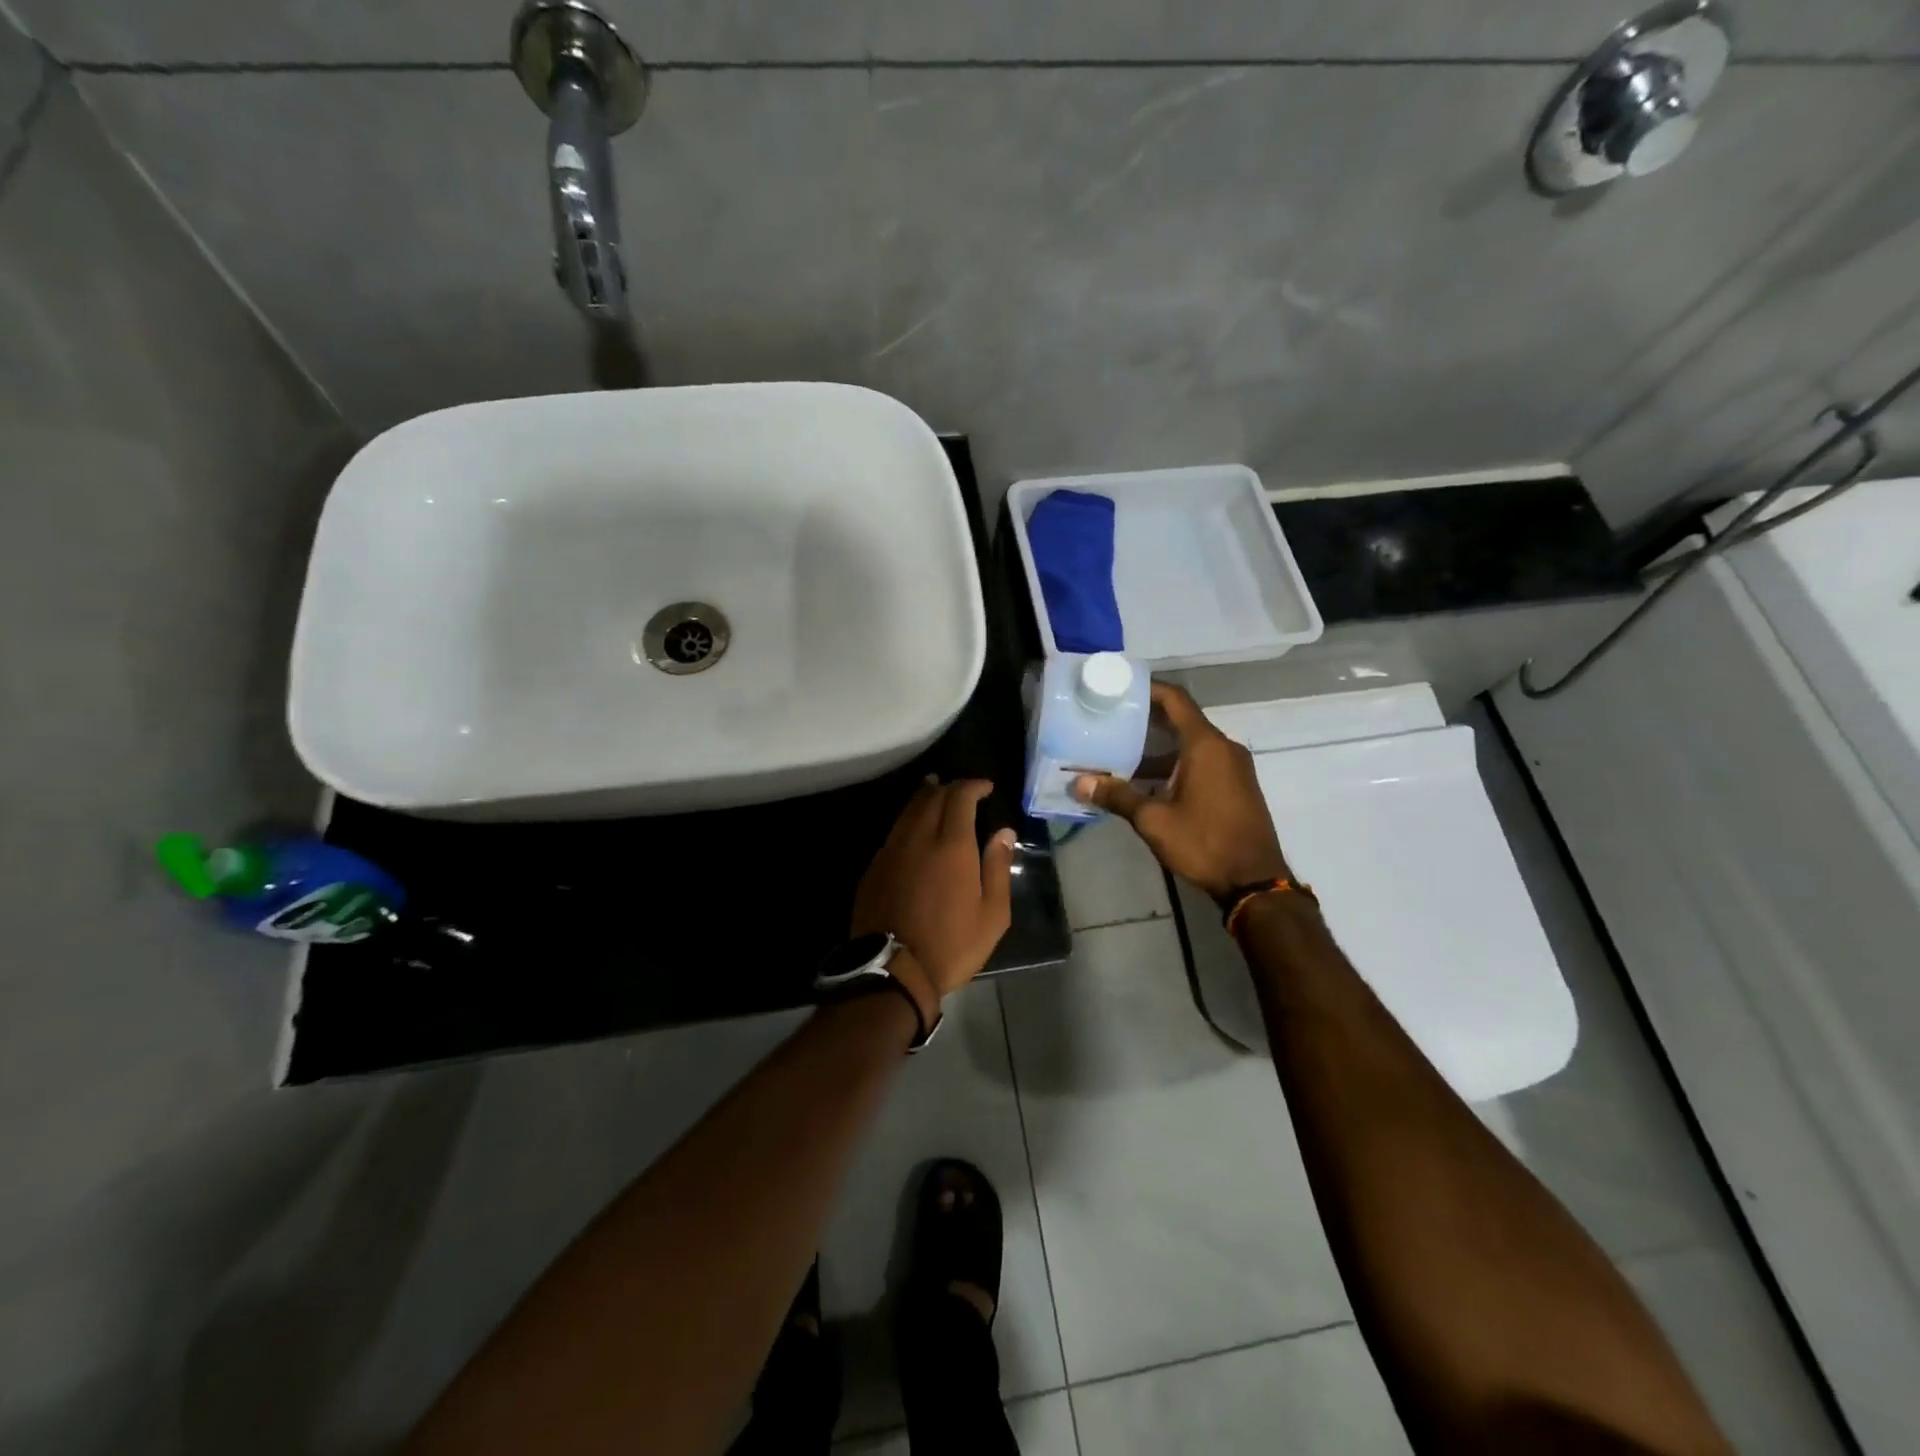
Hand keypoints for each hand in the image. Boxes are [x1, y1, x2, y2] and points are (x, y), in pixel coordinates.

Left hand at [852, 778, 1016, 1014]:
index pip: (959, 797)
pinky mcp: (874, 867)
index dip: (973, 786)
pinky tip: (915, 831)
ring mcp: (892, 851)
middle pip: (931, 797)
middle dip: (949, 787)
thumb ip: (998, 868)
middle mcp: (918, 838)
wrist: (893, 972)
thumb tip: (1004, 833)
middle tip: (963, 791)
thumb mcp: (992, 914)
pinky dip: (909, 821)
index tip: (985, 787)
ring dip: (926, 798)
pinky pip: (895, 832)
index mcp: (952, 846)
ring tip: (937, 795)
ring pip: (908, 811)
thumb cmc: (952, 945)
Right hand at [1072, 682, 1290, 901]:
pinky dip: (1177, 762)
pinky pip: (1203, 761)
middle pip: (1182, 720)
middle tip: (1111, 721)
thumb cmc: (1204, 842)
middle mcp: (1223, 747)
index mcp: (1205, 745)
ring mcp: (1234, 767)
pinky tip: (1149, 780)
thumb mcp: (1153, 820)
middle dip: (1147, 720)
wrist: (1255, 881)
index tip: (1121, 688)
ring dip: (1160, 747)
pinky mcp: (1237, 786)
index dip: (1149, 689)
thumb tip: (1079, 783)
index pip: (1176, 700)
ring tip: (1122, 752)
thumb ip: (1118, 796)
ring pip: (1192, 744)